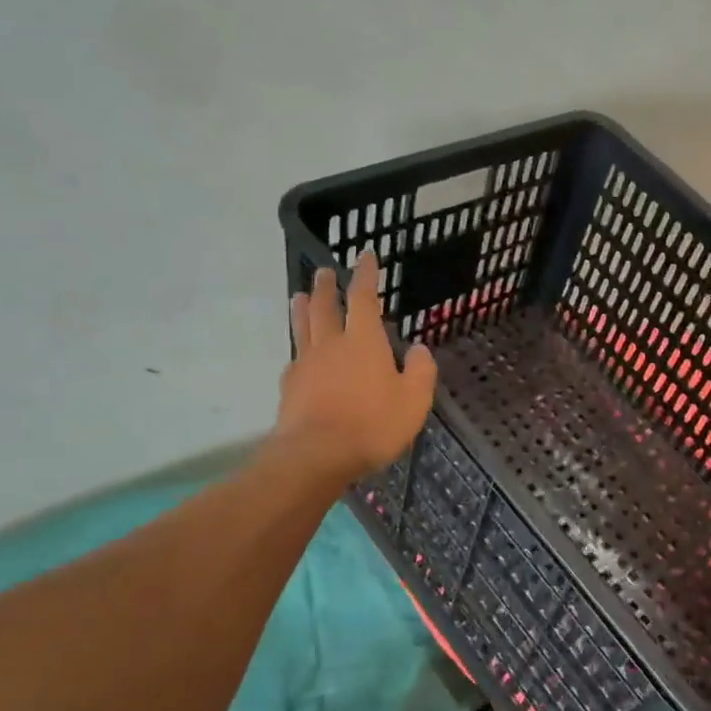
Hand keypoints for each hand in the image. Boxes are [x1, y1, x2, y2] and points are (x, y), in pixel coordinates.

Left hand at [277, 253, 436, 482]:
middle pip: (326, 307)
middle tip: (324, 272)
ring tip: (300, 296)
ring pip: (303, 327)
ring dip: (303, 309)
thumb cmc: (373, 425)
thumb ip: (421, 371)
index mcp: (364, 341)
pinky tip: (298, 354)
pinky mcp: (290, 387)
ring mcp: (306, 364)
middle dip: (327, 287)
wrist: (317, 455)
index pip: (364, 298)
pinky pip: (294, 358)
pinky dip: (298, 349)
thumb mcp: (413, 400)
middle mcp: (331, 344)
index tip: (365, 256)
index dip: (366, 275)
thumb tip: (420, 349)